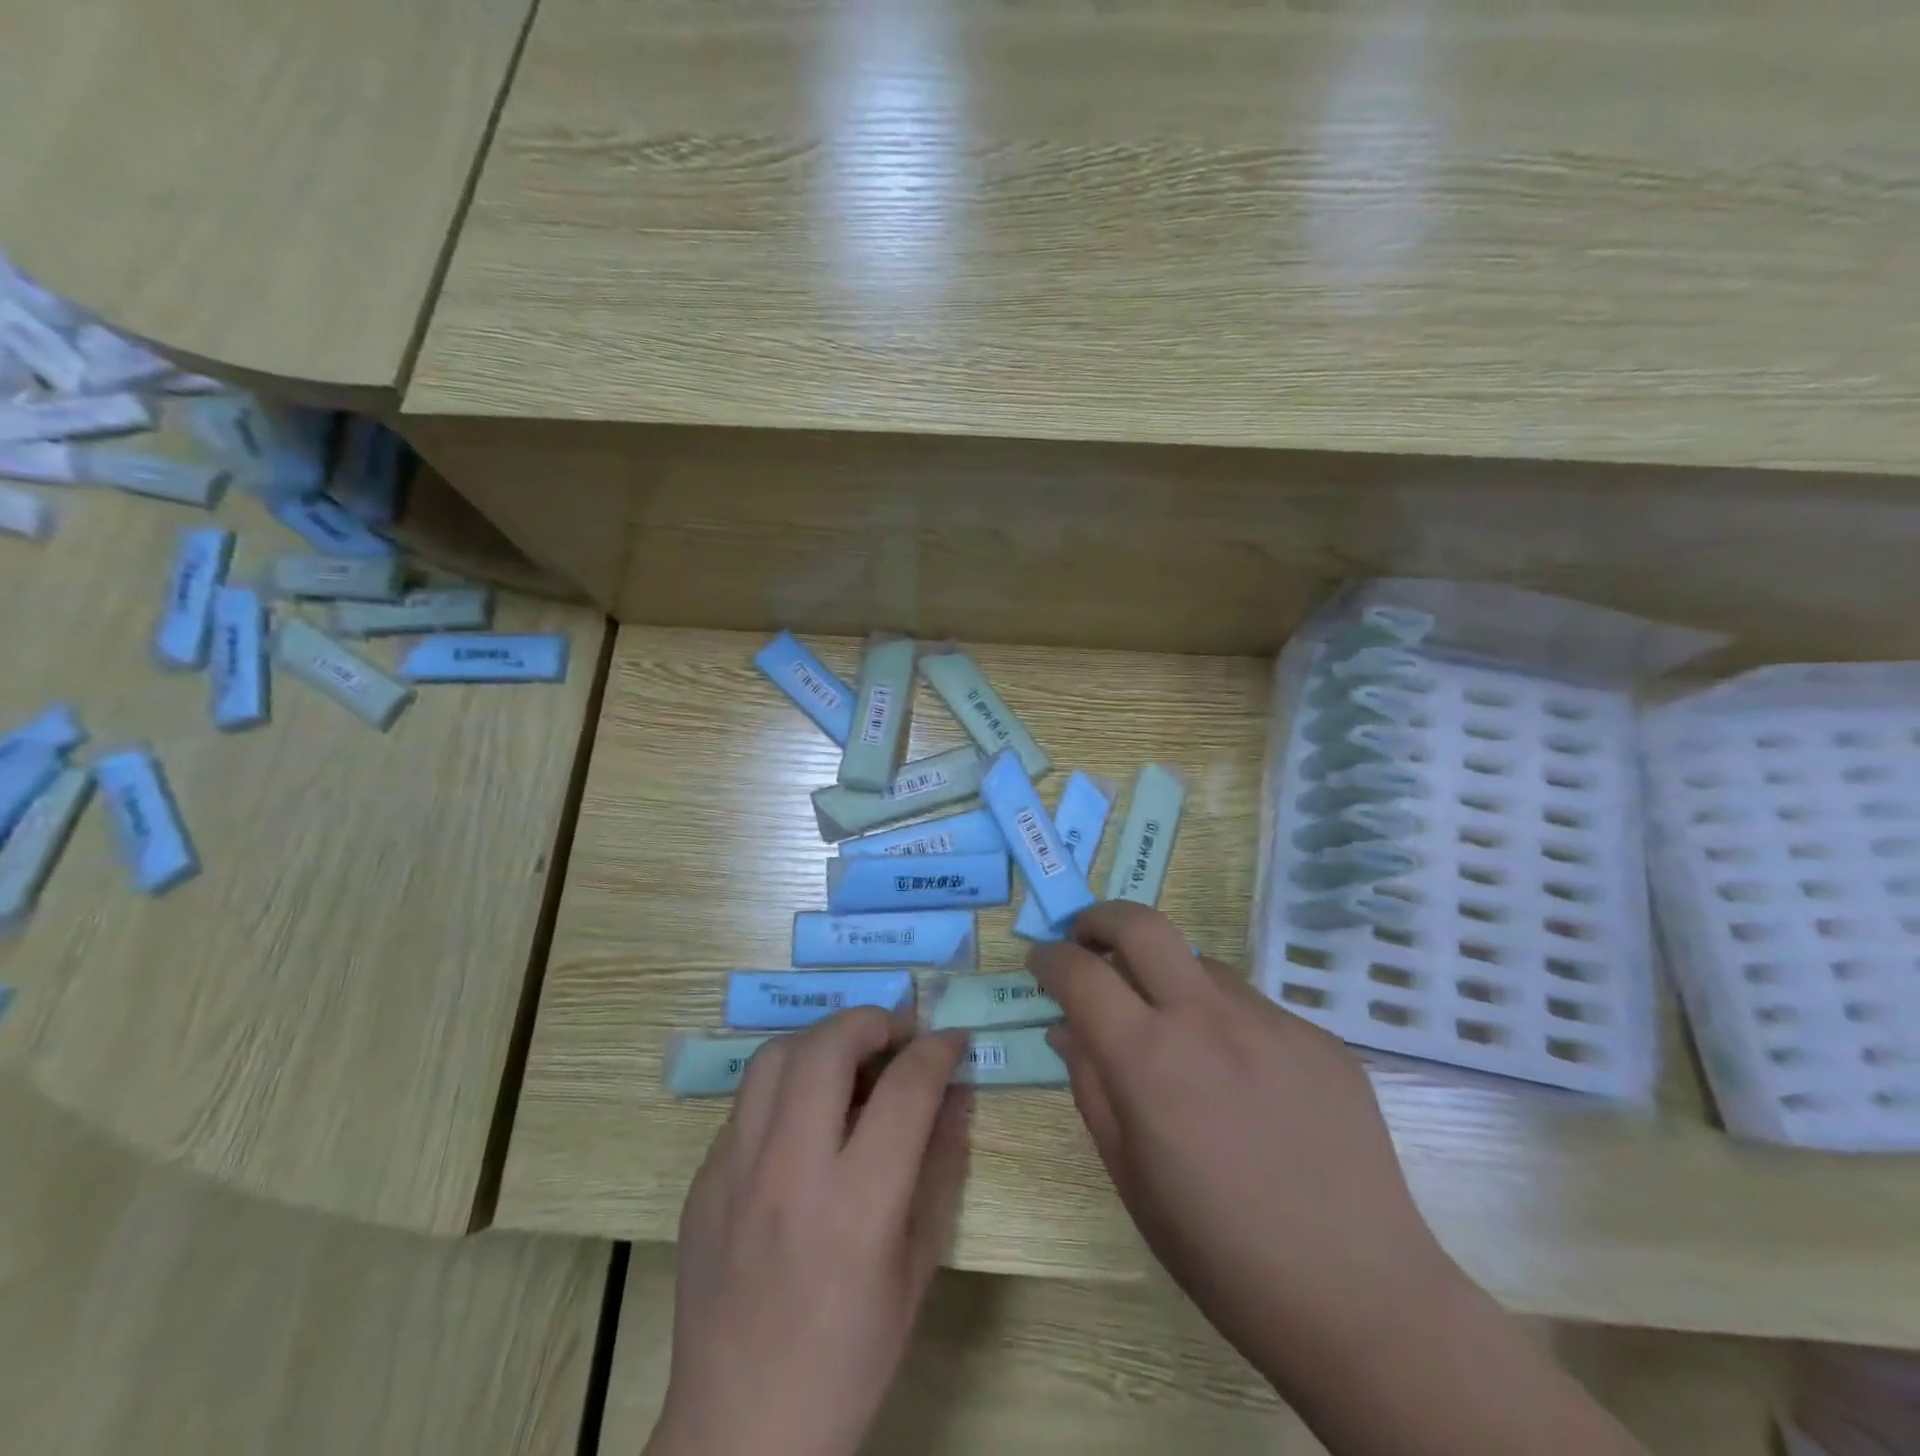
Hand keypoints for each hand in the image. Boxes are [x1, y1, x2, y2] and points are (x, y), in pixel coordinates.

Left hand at [650, 1011, 969, 1455]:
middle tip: (897, 1036)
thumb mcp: (917, 1264)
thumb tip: (956, 1089)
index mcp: (857, 1206)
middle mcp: (790, 1172)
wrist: (742, 1429)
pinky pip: (748, 1101)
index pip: (905, 1088)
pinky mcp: (704, 1178)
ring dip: (822, 1042)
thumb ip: (941, 1164)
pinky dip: (786, 1087)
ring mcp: (735, 1171)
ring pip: (775, 1056)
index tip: (952, 1040)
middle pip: (828, 1047)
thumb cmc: (851, 1355)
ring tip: (849, 1062)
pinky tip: (804, 1119)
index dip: (938, 1050)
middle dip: (873, 1021)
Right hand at [1029, 902, 1452, 1393]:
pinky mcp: (1318, 1035)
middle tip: (1087, 942)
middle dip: (1100, 920)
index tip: (1042, 965)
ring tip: (1175, 1034)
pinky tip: (1243, 1081)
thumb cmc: (1219, 1253)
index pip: (1080, 973)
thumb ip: (1091, 1086)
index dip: (1050, 960)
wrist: (1358, 1300)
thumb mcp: (1130, 1175)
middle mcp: (1208, 1018)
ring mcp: (1271, 1020)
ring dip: (1169, 980)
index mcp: (1149, 1059)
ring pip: (1201, 966)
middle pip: (1142, 924)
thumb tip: (1067, 1028)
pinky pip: (1252, 1007)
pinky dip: (1225, 1022)